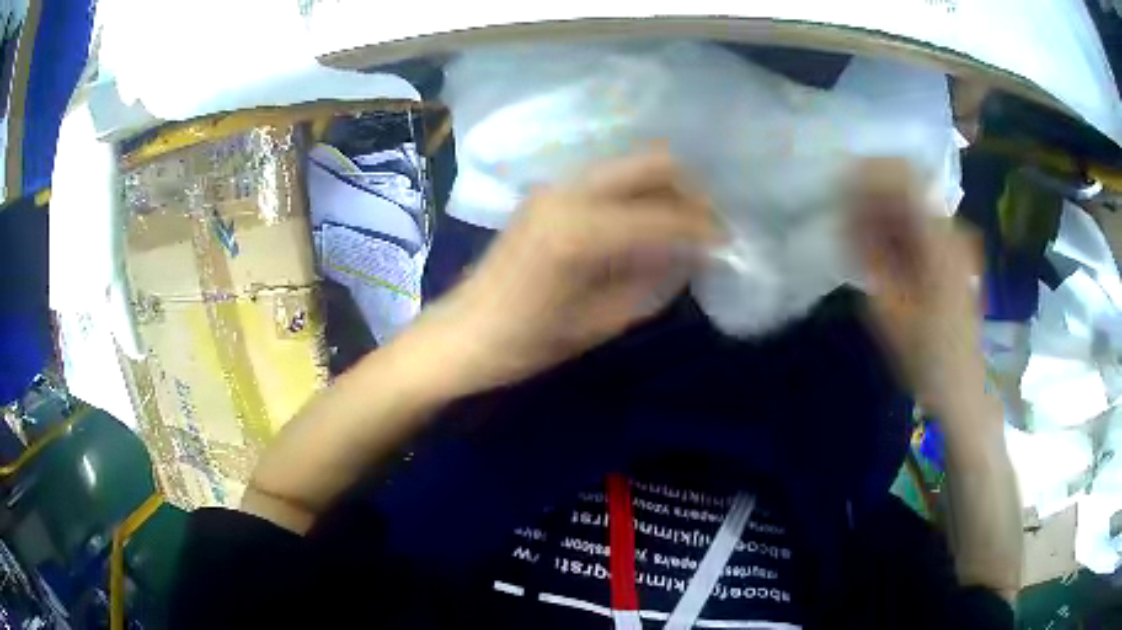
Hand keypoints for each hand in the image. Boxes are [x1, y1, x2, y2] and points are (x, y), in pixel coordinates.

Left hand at [418, 150, 716, 394]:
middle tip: (709, 228)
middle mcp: (570, 193)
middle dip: (691, 192)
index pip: (666, 214)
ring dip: (666, 190)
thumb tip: (690, 254)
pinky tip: (648, 227)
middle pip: (653, 163)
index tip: (730, 245)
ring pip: (632, 166)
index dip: (705, 229)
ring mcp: (556, 188)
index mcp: (582, 230)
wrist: (461, 334)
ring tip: (686, 228)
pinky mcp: (548, 195)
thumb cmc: (524, 343)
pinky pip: (610, 181)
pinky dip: (639, 195)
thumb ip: (650, 281)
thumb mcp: (598, 323)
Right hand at [849, 159, 989, 422]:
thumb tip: (846, 215)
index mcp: (940, 239)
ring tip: (859, 242)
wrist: (963, 388)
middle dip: (872, 197)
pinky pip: (920, 224)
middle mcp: (952, 229)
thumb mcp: (889, 310)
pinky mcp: (955, 253)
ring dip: (883, 214)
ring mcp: (957, 240)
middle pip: (907, 186)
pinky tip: (882, 254)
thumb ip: (868, 255)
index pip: (903, 175)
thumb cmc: (927, 357)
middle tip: (845, 223)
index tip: (839, 188)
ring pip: (913, 204)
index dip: (868, 173)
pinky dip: (897, 231)